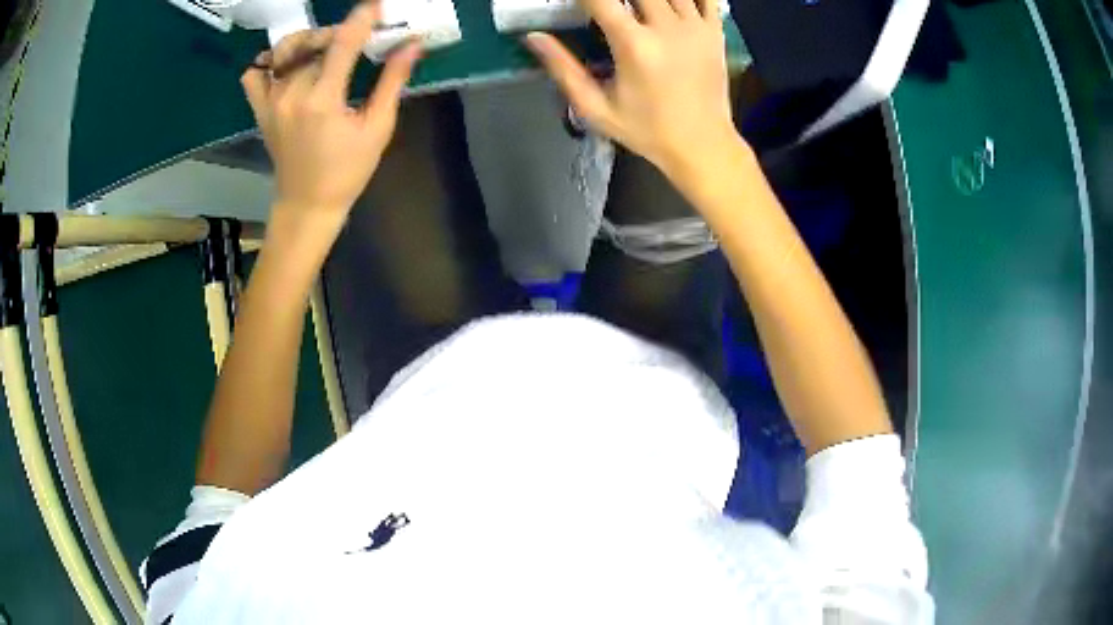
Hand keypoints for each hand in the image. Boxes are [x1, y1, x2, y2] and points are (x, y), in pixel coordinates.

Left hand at [241, 1, 421, 225]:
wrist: (306, 205)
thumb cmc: (347, 172)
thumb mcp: (378, 128)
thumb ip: (392, 82)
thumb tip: (411, 45)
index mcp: (322, 99)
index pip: (343, 42)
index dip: (363, 19)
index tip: (377, 7)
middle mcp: (291, 94)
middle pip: (314, 42)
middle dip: (341, 32)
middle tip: (359, 40)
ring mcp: (271, 101)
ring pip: (285, 50)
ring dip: (309, 41)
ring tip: (326, 50)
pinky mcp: (260, 109)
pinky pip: (255, 74)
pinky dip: (270, 62)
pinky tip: (288, 66)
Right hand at [525, 0, 735, 179]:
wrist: (703, 145)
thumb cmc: (646, 130)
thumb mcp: (596, 108)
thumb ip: (563, 69)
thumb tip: (533, 37)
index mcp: (634, 45)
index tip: (574, 3)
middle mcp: (667, 28)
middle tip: (605, 7)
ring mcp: (696, 27)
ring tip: (634, 9)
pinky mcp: (715, 31)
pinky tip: (669, 4)